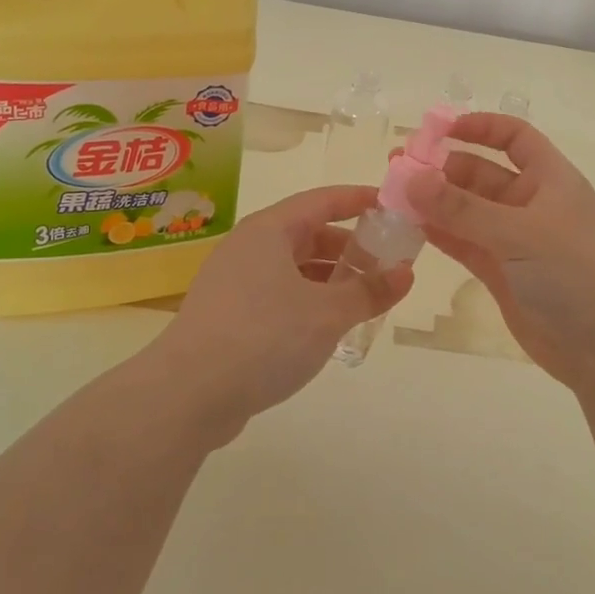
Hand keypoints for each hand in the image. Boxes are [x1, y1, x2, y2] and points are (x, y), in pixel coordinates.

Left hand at [155, 185, 412, 436]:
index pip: (322, 200)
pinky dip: (307, 301)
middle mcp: (248, 247)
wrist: (188, 394)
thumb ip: (369, 291)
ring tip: (364, 299)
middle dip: (348, 247)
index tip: (391, 205)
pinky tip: (327, 327)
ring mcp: (234, 282)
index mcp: (269, 231)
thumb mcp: (328, 313)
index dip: (358, 200)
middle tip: (386, 264)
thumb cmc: (264, 337)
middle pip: (307, 234)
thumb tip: (405, 273)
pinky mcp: (228, 316)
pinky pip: (278, 295)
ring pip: (292, 268)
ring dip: (329, 278)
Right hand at [405, 114, 594, 390]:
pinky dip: (439, 233)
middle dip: (442, 168)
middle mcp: (531, 204)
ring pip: (467, 211)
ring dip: (434, 202)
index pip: (515, 138)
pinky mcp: (501, 272)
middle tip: (397, 168)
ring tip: (392, 194)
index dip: (480, 127)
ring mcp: (514, 240)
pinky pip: (464, 243)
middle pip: (481, 174)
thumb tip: (410, 178)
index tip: (438, 130)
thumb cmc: (574, 274)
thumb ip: (462, 208)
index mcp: (550, 180)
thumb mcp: (519, 233)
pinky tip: (409, 226)